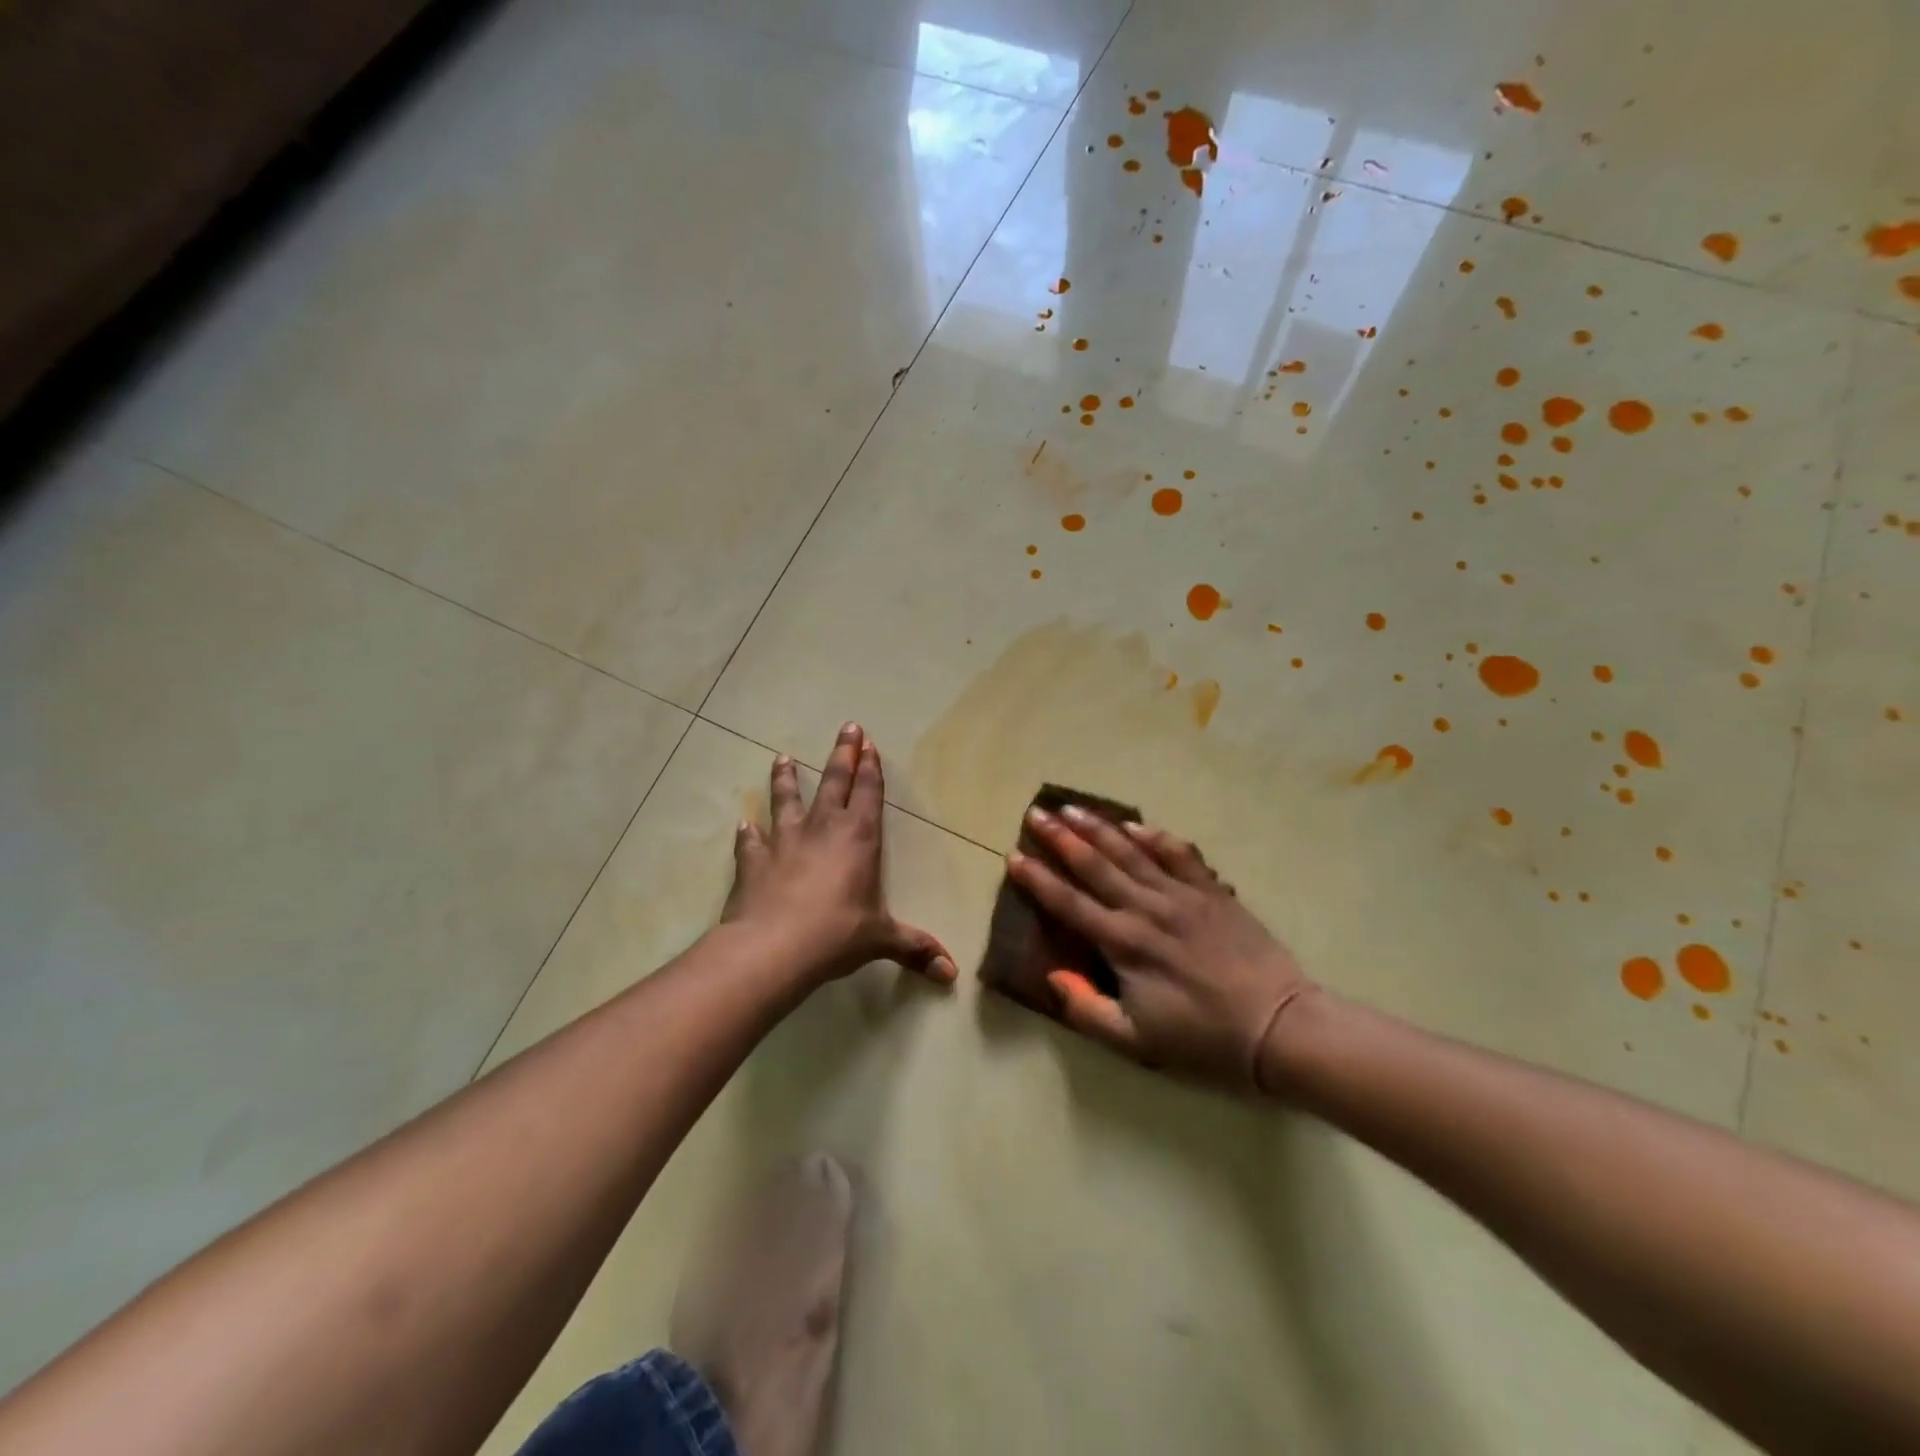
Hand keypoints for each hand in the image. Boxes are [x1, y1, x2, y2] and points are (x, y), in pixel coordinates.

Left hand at [722, 723, 955, 987]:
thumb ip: (915, 949)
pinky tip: (743, 825)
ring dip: (786, 779)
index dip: (870, 768)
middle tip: (847, 727)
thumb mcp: (881, 940)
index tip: (869, 743)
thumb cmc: (836, 935)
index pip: (868, 793)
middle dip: (843, 754)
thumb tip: (951, 973)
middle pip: (834, 782)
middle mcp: (823, 829)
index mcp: (859, 838)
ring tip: (782, 758)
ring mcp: (785, 841)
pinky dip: (748, 833)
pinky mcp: (754, 861)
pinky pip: (751, 841)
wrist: (773, 948)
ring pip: (787, 800)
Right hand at [1006, 806, 1316, 1092]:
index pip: (1069, 903)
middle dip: (1061, 838)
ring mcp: (1181, 895)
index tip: (1014, 856)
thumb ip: (1088, 1010)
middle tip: (1036, 813)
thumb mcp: (1137, 1042)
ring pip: (1131, 852)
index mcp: (1123, 944)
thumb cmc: (1203, 1039)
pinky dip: (1154, 836)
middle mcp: (1146, 909)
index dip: (1038, 879)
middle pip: (1095, 865)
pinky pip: (1178, 854)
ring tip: (1072, 808)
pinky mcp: (1212, 891)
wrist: (1278, 1027)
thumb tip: (1053, 977)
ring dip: (1098, 828)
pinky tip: (1134, 825)